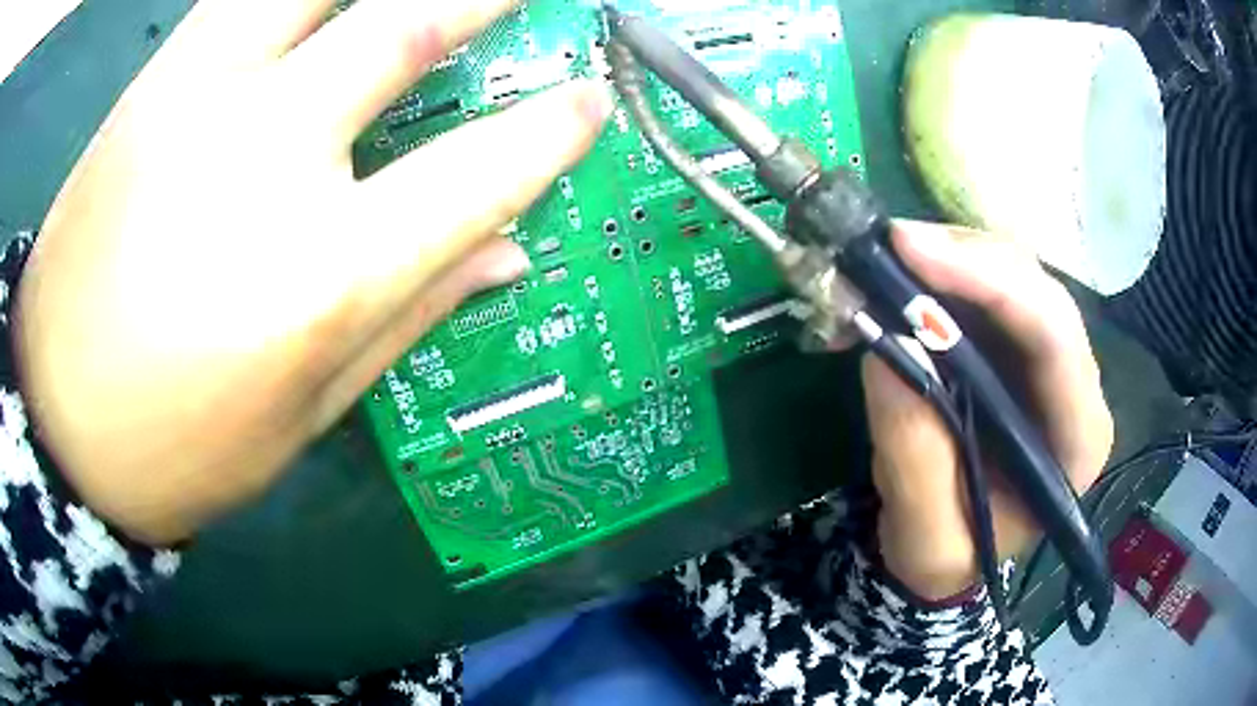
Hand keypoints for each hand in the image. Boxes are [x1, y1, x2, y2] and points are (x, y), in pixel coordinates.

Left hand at [15, 0, 610, 544]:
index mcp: (320, 277)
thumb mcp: (306, 414)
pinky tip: (313, 3)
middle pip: (405, 31)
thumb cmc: (182, 447)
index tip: (591, 97)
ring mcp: (199, 103)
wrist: (60, 422)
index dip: (550, 130)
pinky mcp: (152, 85)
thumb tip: (510, 250)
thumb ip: (411, 314)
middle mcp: (267, 162)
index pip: (477, 173)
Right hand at [863, 221, 1112, 600]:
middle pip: (1038, 291)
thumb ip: (914, 459)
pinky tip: (899, 277)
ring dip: (950, 256)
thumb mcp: (925, 538)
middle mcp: (1076, 385)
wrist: (949, 547)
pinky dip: (940, 271)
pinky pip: (986, 285)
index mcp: (1077, 439)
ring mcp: (1048, 359)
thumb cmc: (948, 553)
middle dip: (966, 258)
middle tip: (887, 245)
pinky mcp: (1016, 344)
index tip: (911, 254)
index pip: (1055, 339)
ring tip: (884, 259)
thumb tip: (886, 352)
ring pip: (1013, 275)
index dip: (992, 283)